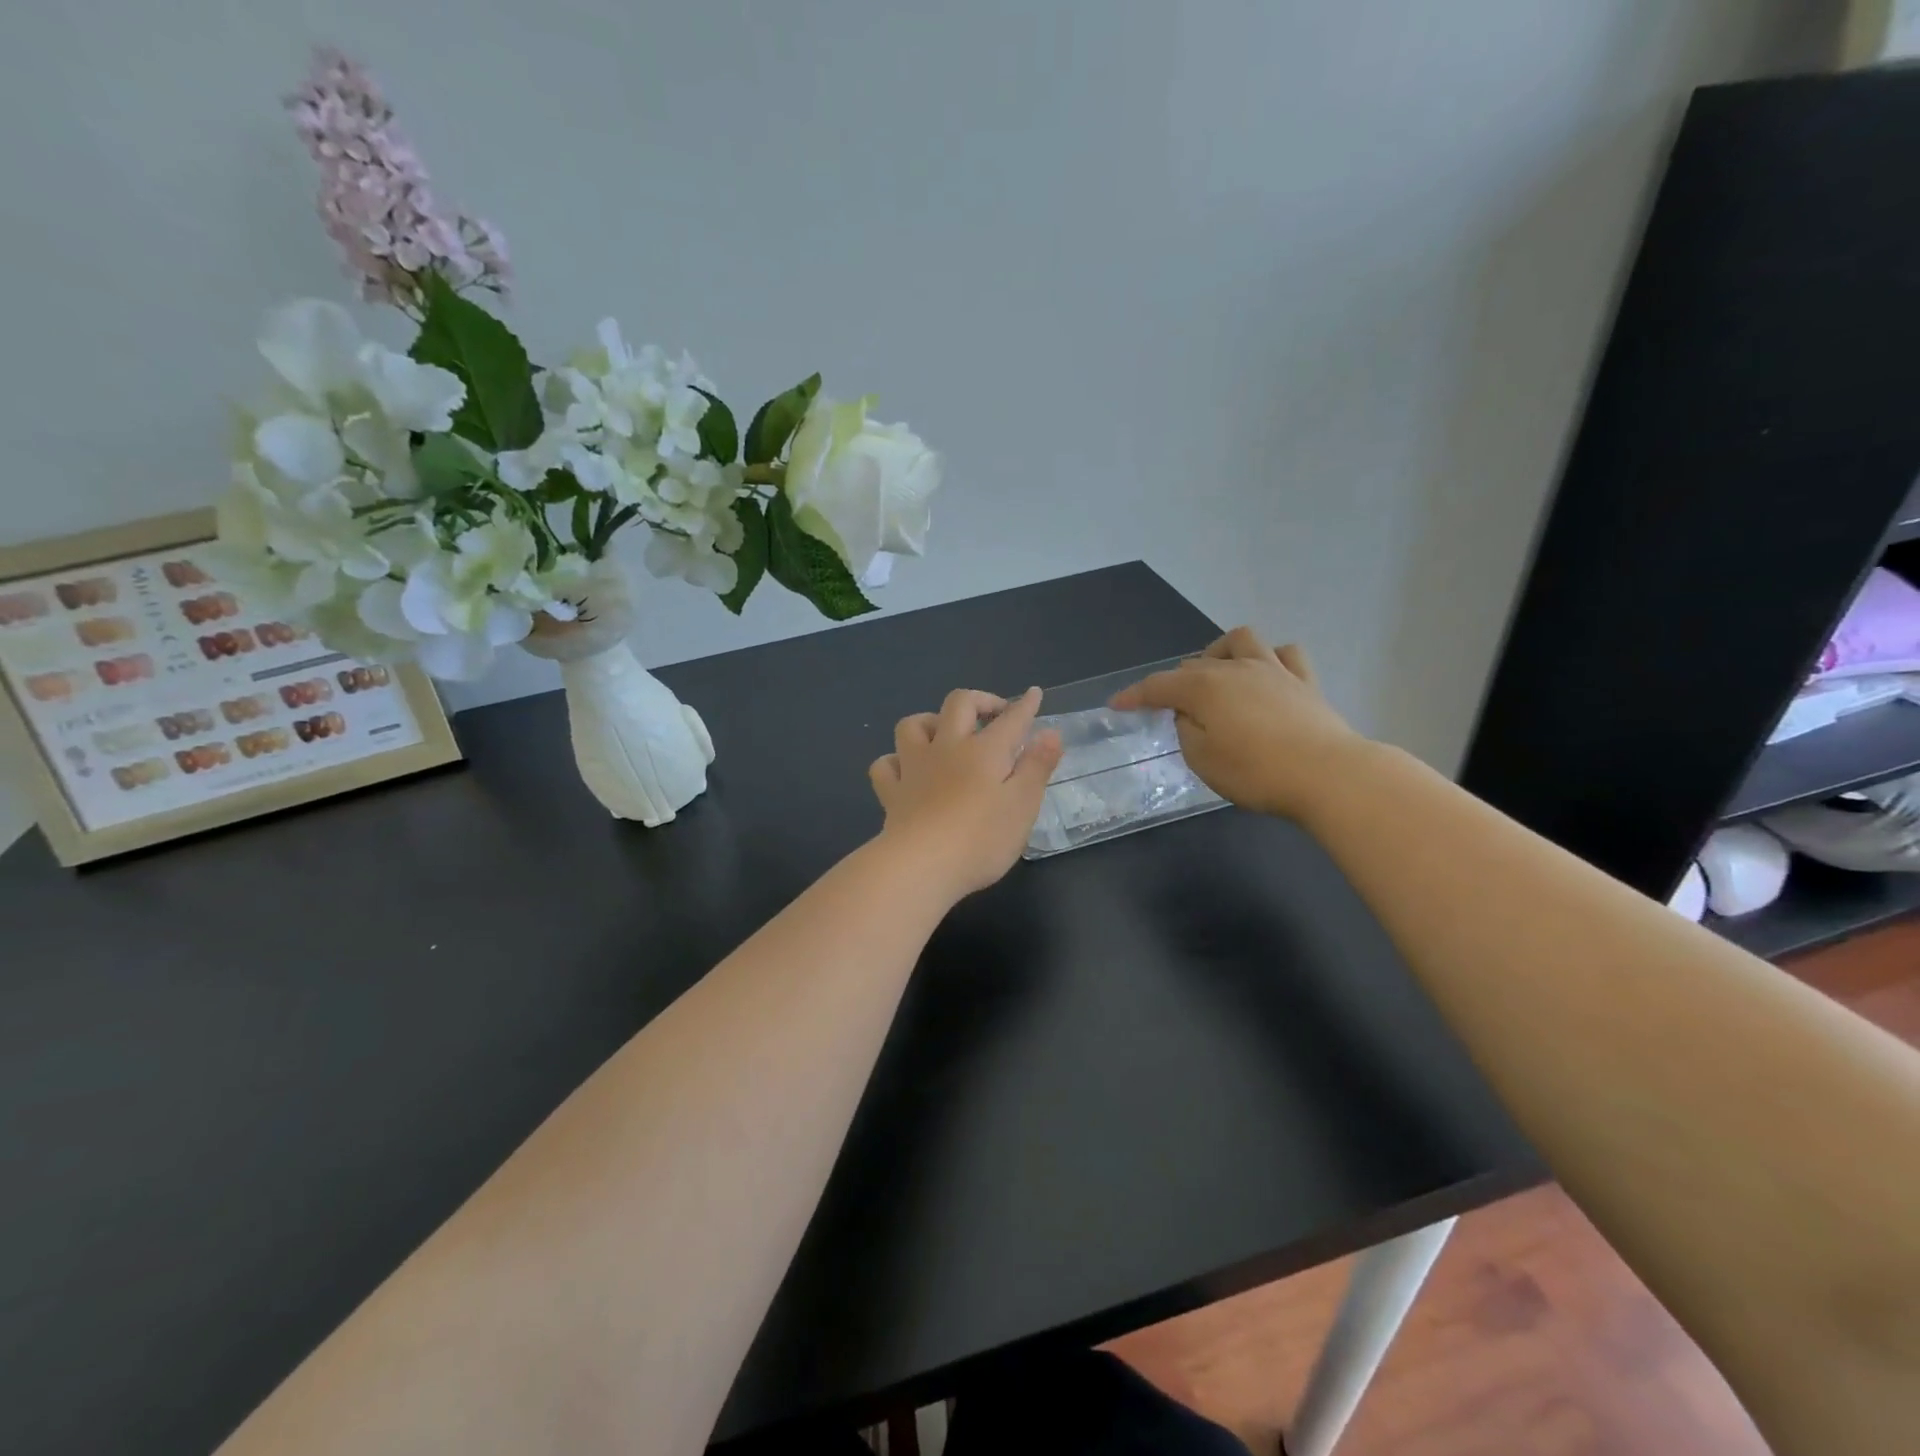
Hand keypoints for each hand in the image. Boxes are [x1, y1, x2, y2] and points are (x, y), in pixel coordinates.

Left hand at [869, 687, 1064, 898]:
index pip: (1010, 719)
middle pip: (959, 704)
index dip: (1024, 705)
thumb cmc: (981, 839)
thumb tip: (1051, 732)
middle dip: (980, 700)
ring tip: (944, 733)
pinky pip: (885, 765)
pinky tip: (906, 770)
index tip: (1033, 694)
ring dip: (930, 721)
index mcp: (984, 751)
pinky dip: (896, 761)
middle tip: (994, 713)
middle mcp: (946, 748)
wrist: (921, 865)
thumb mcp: (1023, 805)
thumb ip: (1037, 766)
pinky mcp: (891, 793)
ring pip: (913, 725)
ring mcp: (913, 768)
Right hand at [1111, 627, 1365, 819]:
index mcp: (1203, 688)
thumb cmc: (1256, 772)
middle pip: (1194, 663)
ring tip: (1216, 675)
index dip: (1134, 695)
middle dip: (1175, 682)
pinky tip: (1264, 676)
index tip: (1116, 705)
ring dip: (1220, 652)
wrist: (1328, 775)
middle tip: (1172, 710)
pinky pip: (1285, 654)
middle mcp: (1235, 668)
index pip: (1157, 686)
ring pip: (1241, 640)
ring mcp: (1273, 670)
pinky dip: (1268, 659)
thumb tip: (1189, 714)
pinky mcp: (1305, 682)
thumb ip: (1186, 731)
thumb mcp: (1202, 759)